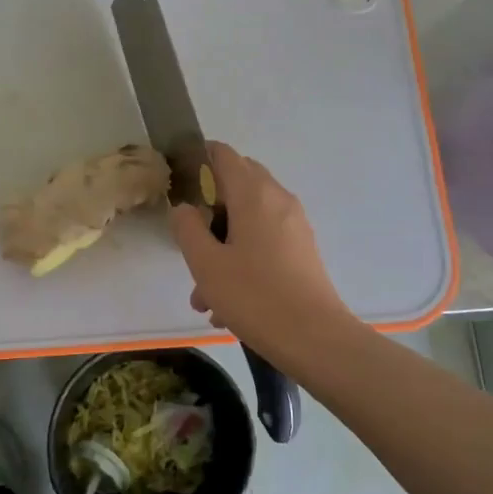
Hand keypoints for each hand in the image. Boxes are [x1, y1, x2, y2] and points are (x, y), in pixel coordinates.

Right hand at [170, 142, 357, 366]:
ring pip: (248, 221)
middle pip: (237, 185)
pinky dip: (242, 260)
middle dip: (209, 209)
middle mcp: (278, 200)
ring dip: (222, 246)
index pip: (223, 155)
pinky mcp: (302, 251)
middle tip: (188, 240)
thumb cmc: (254, 296)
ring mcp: (294, 226)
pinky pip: (264, 242)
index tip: (178, 181)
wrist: (314, 338)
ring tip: (202, 295)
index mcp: (253, 194)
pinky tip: (226, 305)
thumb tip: (185, 208)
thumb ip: (188, 228)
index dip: (198, 159)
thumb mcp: (206, 263)